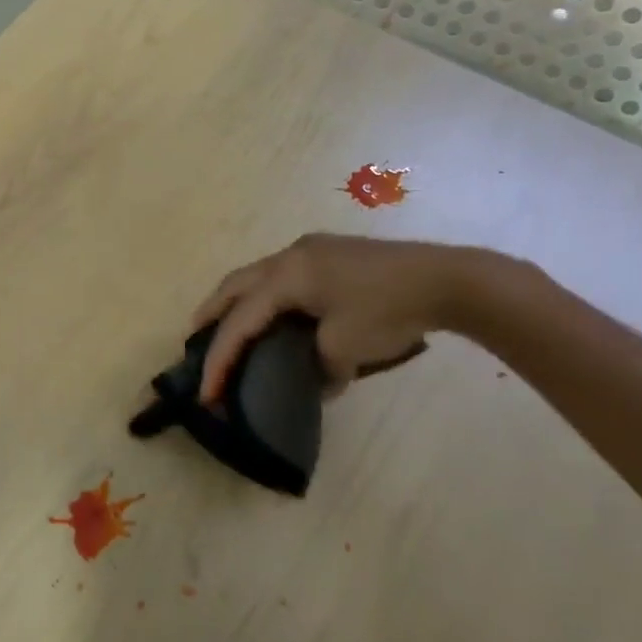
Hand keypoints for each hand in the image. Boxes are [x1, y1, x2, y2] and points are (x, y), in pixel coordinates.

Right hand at [191, 234, 501, 401]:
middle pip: (235, 285)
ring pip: (258, 275)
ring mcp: (312, 251)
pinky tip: (274, 311)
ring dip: (238, 301)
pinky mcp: (330, 254)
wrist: (446, 278)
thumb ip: (319, 367)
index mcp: (287, 276)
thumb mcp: (346, 347)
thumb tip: (318, 381)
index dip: (220, 356)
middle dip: (211, 312)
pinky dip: (265, 295)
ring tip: (228, 325)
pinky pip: (282, 275)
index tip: (207, 390)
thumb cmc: (389, 310)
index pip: (241, 320)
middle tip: (194, 339)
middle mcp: (290, 257)